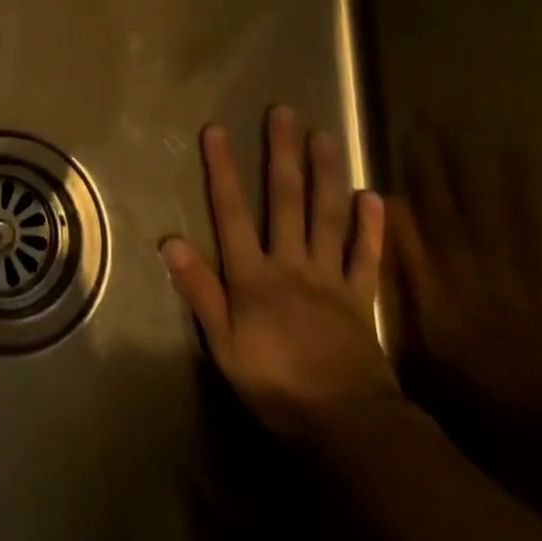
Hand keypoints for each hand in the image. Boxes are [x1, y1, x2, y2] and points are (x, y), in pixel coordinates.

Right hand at [160, 107, 396, 440]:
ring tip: (325, 136)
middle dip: (282, 154)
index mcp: (255, 275)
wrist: (349, 427)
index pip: (232, 212)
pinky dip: (370, 228)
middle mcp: (292, 264)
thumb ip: (199, 290)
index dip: (223, 170)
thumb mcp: (224, 344)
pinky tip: (373, 196)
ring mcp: (330, 278)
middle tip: (284, 113)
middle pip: (286, 201)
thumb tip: (168, 240)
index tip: (217, 130)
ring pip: (328, 217)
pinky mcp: (361, 299)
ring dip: (326, 175)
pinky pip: (365, 257)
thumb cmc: (276, 384)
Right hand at [388, 138, 541, 471]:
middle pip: (448, 215)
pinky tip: (530, 177)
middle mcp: (472, 276)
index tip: (377, 175)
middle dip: (433, 173)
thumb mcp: (432, 365)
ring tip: (476, 138)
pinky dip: (534, 205)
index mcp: (437, 295)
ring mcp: (518, 279)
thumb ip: (408, 307)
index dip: (395, 200)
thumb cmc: (491, 409)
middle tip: (423, 131)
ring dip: (483, 177)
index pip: (408, 236)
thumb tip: (383, 265)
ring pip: (494, 215)